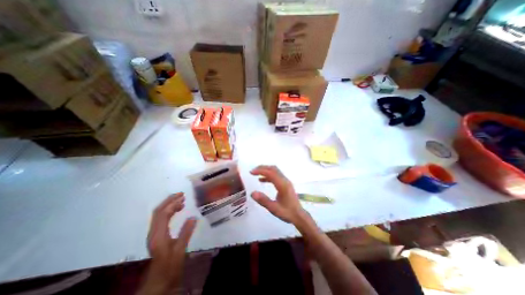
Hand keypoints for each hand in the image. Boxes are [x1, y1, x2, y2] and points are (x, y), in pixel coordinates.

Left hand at [137, 193, 196, 294]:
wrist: (159, 280)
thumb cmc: (170, 266)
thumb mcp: (180, 250)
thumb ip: (186, 233)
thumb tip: (194, 217)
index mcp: (158, 235)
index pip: (162, 214)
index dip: (172, 203)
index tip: (183, 196)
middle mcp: (153, 232)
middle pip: (158, 212)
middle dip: (169, 201)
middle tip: (181, 194)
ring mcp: (154, 234)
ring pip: (159, 214)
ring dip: (169, 205)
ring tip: (182, 200)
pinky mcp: (157, 235)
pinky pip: (161, 219)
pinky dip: (169, 211)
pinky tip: (178, 210)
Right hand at [249, 165, 305, 223]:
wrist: (299, 215)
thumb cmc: (287, 213)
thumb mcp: (274, 209)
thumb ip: (263, 200)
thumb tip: (252, 193)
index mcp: (282, 185)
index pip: (271, 173)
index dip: (260, 171)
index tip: (251, 172)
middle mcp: (285, 180)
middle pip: (273, 169)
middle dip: (262, 168)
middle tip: (253, 171)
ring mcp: (286, 181)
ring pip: (275, 171)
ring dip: (265, 170)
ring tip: (256, 173)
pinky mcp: (285, 184)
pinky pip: (276, 175)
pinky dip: (268, 175)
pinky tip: (262, 180)